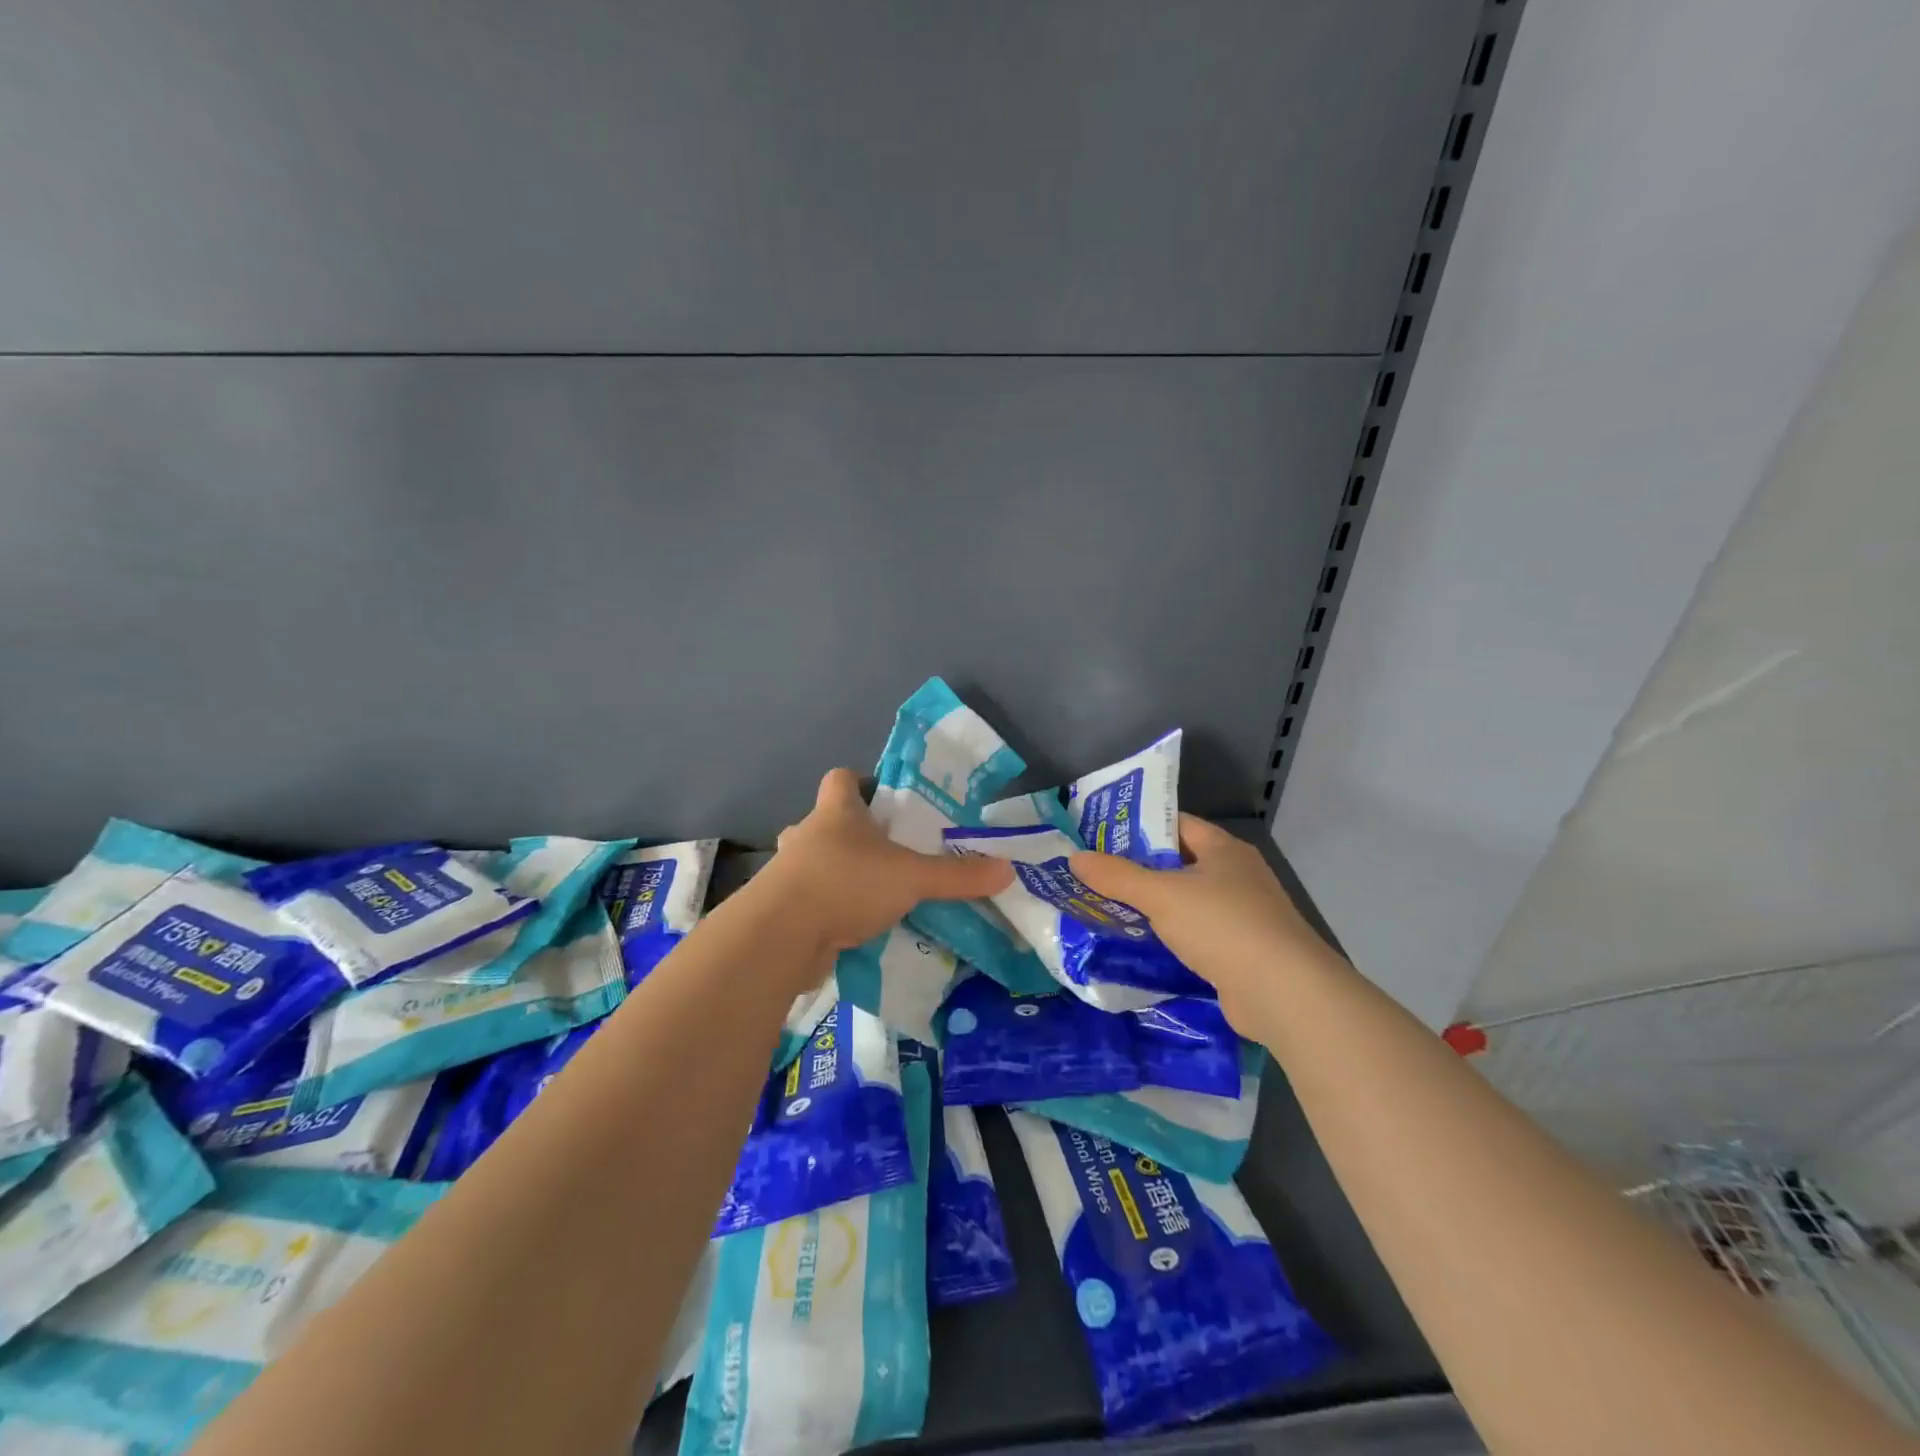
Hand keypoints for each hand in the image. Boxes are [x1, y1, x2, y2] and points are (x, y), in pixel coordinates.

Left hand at [754, 768, 1013, 958]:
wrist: (781, 937)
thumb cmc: (845, 884)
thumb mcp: (911, 878)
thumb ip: (957, 875)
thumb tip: (1008, 870)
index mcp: (836, 812)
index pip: (841, 778)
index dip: (860, 782)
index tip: (883, 798)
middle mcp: (807, 835)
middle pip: (826, 821)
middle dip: (853, 834)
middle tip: (887, 852)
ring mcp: (789, 873)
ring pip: (815, 863)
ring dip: (838, 874)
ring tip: (874, 892)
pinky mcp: (782, 910)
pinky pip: (810, 900)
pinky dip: (829, 909)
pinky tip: (855, 928)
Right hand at [1071, 814, 1338, 1033]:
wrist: (1284, 993)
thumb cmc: (1222, 926)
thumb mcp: (1161, 895)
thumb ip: (1116, 876)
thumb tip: (1075, 858)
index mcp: (1223, 849)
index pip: (1175, 824)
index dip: (1138, 827)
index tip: (1100, 836)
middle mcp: (1236, 875)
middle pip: (1178, 863)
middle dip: (1138, 869)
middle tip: (1094, 874)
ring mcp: (1242, 914)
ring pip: (1186, 901)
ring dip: (1153, 907)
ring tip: (1106, 908)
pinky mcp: (1241, 951)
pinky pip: (1195, 934)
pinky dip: (1170, 937)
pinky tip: (1140, 945)